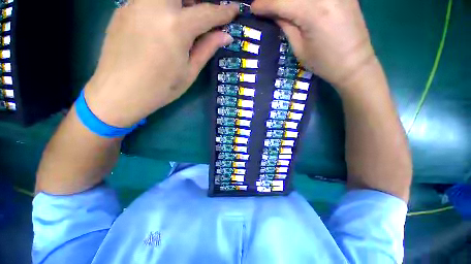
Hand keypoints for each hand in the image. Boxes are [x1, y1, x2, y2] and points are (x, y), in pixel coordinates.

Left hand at [84, 0, 237, 127]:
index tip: (235, 9)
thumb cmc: (160, 88)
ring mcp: (135, 4)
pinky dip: (163, 6)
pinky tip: (163, 24)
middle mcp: (155, 7)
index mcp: (176, 27)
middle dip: (199, 1)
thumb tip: (225, 36)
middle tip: (206, 13)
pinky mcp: (123, 8)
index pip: (207, 13)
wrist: (119, 93)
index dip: (224, 11)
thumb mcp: (189, 72)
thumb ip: (207, 49)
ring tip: (186, 19)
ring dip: (181, 2)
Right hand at [251, 0, 375, 87]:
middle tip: (266, 5)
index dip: (264, 4)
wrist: (354, 64)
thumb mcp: (299, 48)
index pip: (281, 2)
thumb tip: (274, 13)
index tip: (253, 8)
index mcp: (313, 13)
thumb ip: (286, 26)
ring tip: (281, 6)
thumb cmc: (323, 63)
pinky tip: (298, 5)